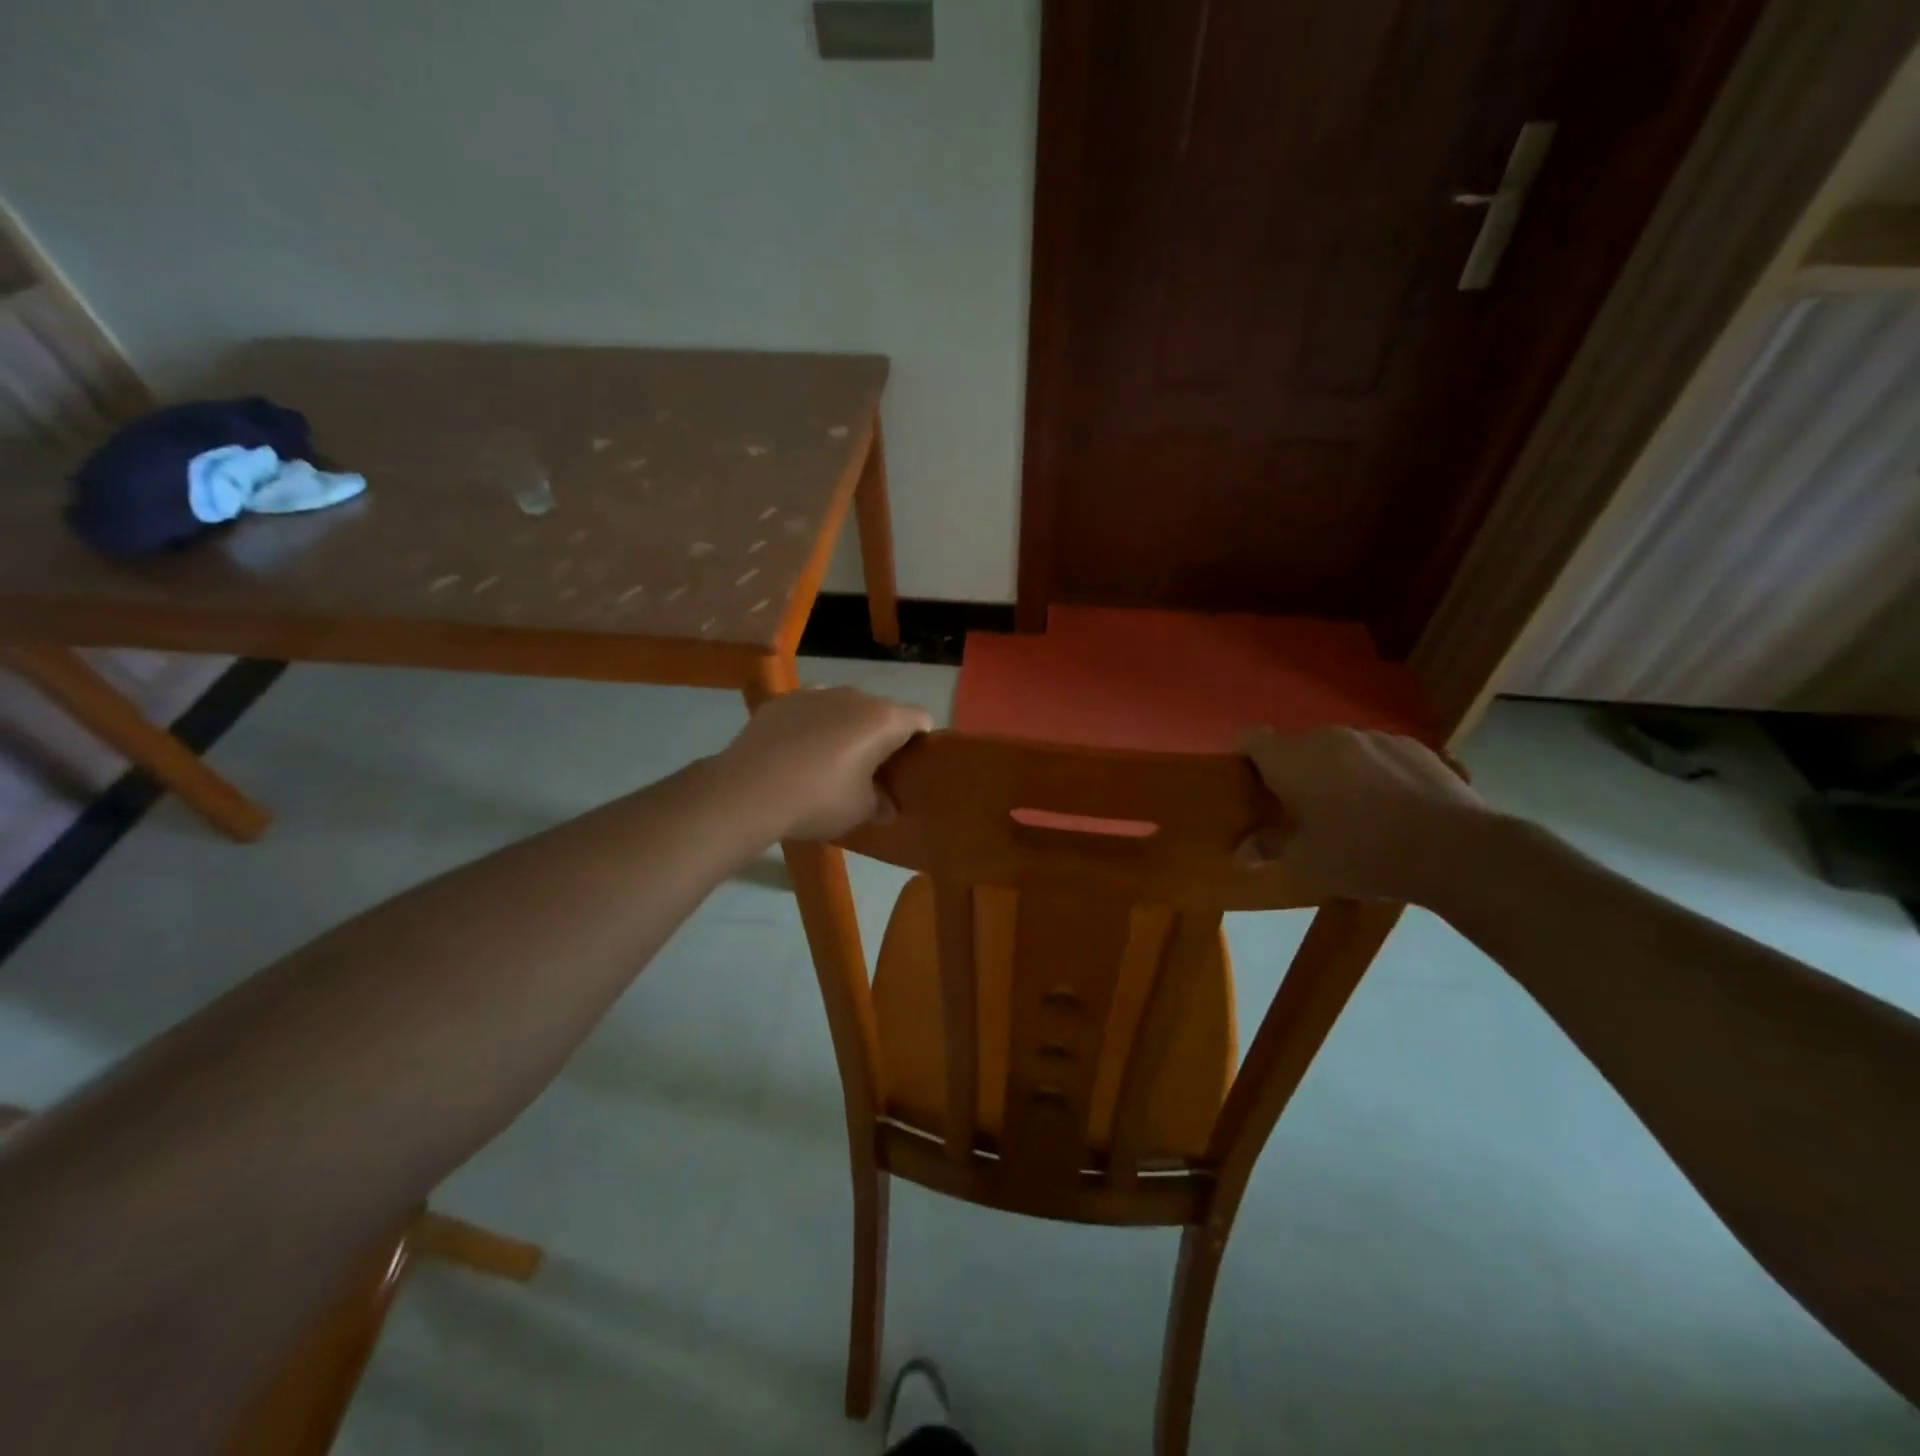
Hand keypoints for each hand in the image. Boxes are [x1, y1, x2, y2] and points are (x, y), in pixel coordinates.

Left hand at [721, 687, 931, 840]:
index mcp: (883, 720)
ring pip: (844, 706)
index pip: (920, 720)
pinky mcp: (782, 700)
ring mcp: (815, 692)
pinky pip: (810, 709)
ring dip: (846, 727)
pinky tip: (796, 753)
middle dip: (882, 735)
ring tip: (830, 760)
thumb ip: (881, 804)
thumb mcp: (859, 811)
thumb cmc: (818, 800)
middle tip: (871, 769)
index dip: (920, 742)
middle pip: (882, 710)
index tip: (908, 768)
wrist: (748, 790)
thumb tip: (888, 807)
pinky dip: (812, 725)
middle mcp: (854, 696)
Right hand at [1236, 725, 1490, 902]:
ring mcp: (1374, 737)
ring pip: (1340, 751)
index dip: (1245, 759)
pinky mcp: (1414, 746)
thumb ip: (1269, 847)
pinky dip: (1376, 774)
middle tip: (1304, 812)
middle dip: (1296, 774)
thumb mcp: (1306, 862)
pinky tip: (1396, 808)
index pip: (1251, 739)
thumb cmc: (1362, 853)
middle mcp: (1328, 737)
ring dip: (1337, 773)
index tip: (1252, 788)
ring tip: (1357, 812)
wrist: (1455, 849)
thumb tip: (1242, 851)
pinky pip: (1379, 755)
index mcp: (1291, 759)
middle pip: (1297, 748)